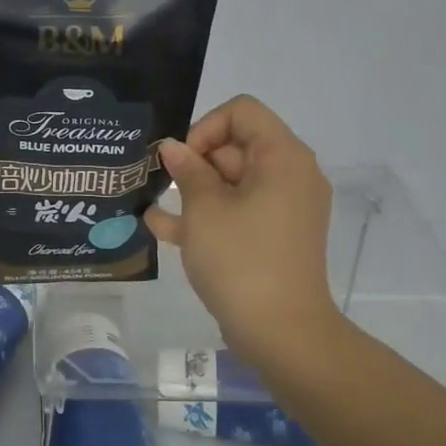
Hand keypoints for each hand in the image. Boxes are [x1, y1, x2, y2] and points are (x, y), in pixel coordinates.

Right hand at [144, 95, 340, 366]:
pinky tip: (163, 227)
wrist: (281, 333)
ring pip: (232, 182)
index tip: (182, 162)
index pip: (242, 112)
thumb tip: (174, 149)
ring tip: (155, 206)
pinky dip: (208, 215)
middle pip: (236, 146)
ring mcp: (284, 208)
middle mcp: (290, 175)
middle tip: (163, 187)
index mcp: (282, 157)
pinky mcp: (274, 236)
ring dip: (194, 190)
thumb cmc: (241, 260)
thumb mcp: (204, 210)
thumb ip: (187, 171)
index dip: (205, 128)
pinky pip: (239, 211)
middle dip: (195, 162)